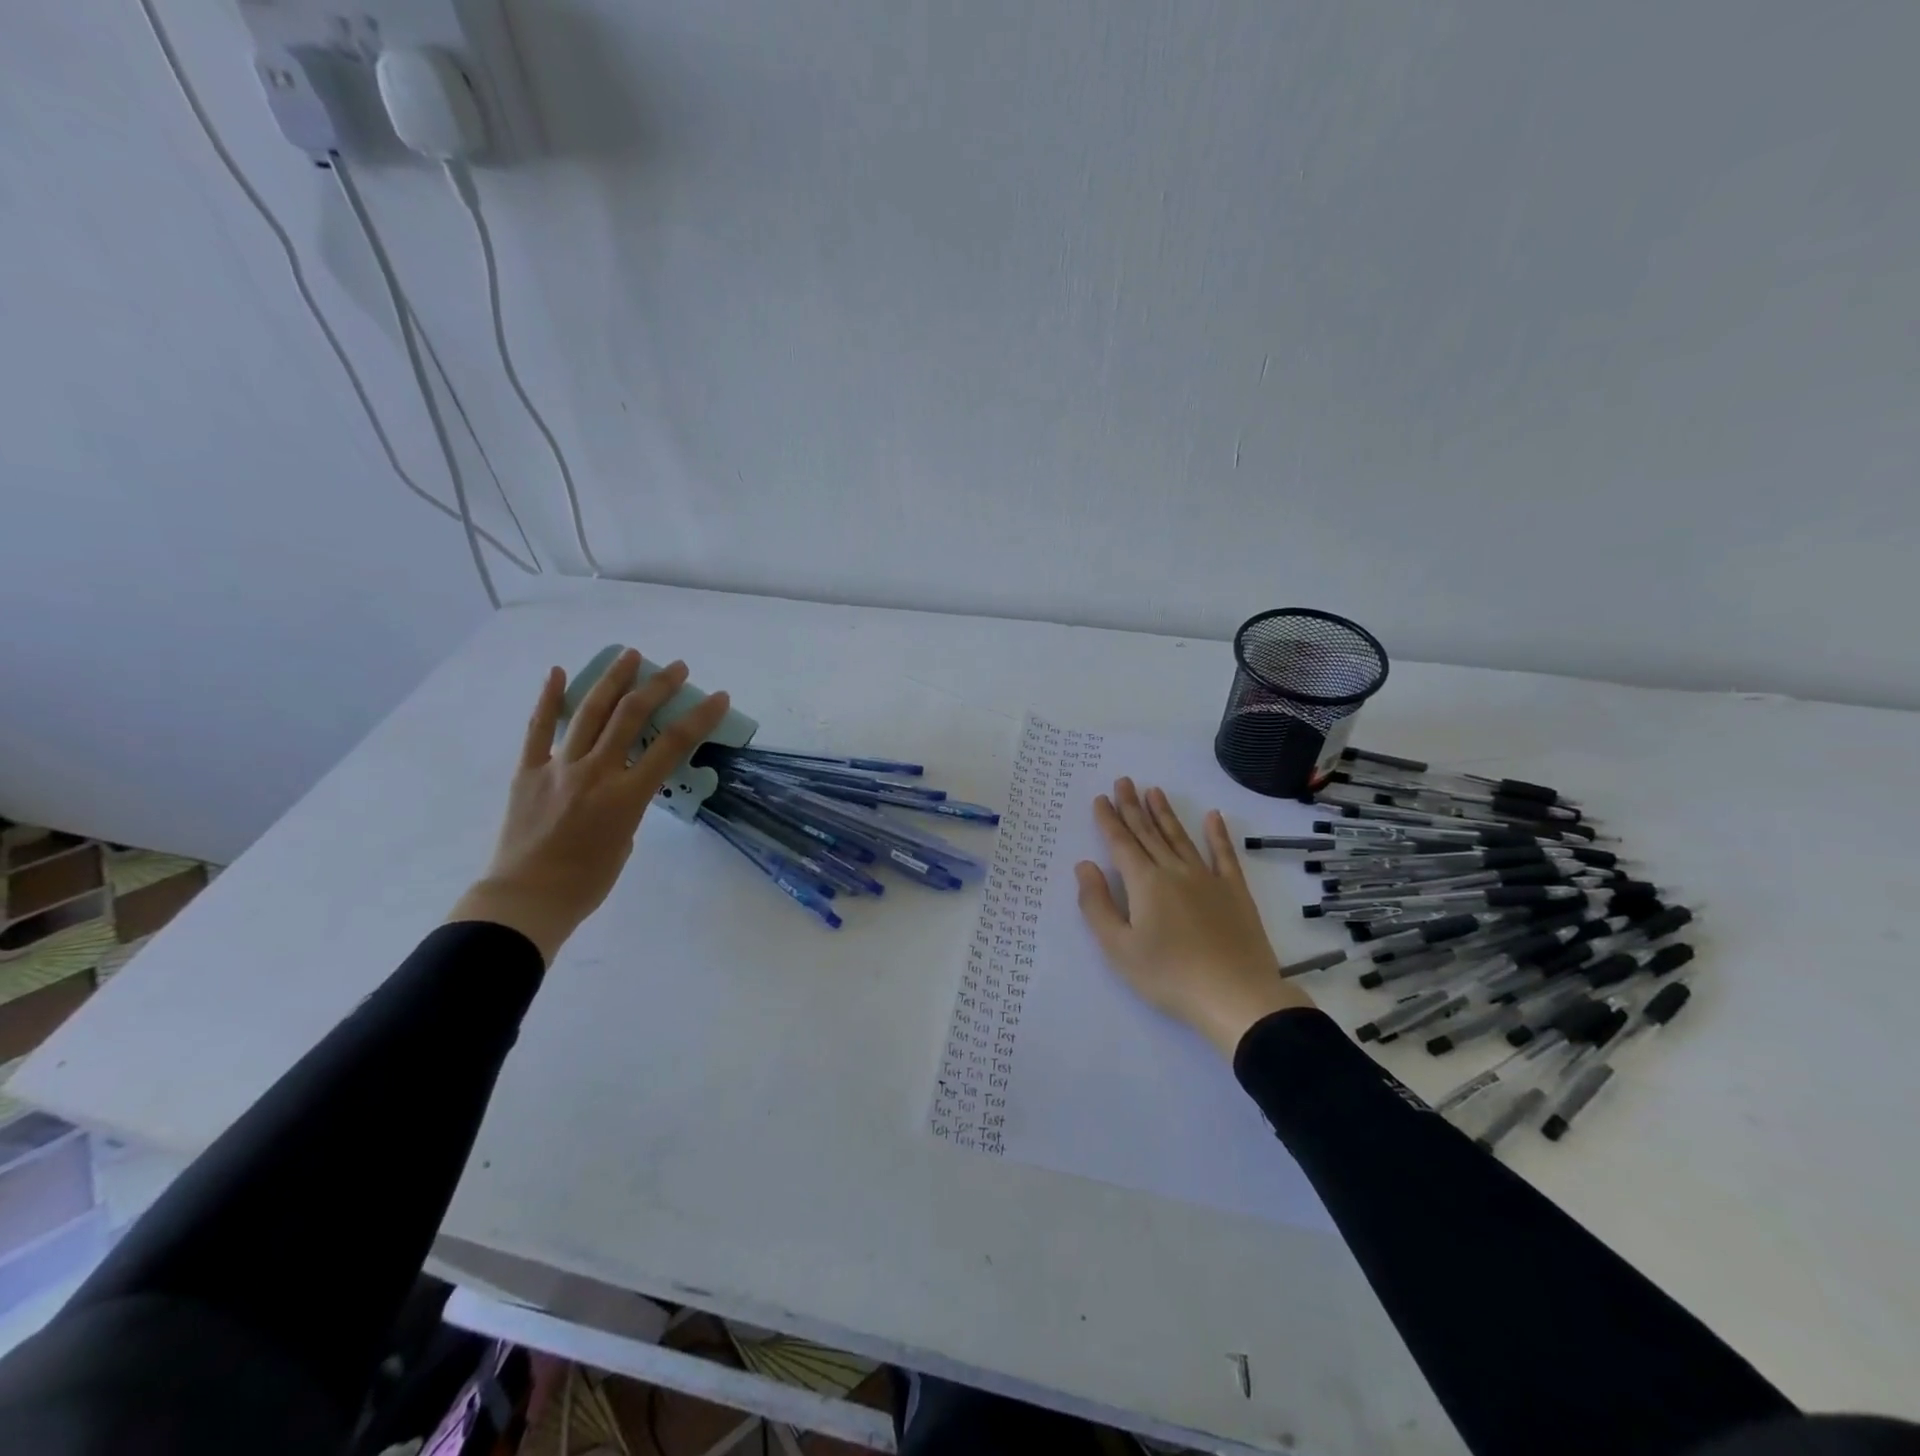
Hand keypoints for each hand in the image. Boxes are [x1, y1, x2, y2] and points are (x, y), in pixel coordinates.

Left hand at [449, 649, 731, 961]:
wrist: (526, 899)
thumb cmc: (587, 882)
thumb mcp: (626, 842)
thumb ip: (629, 806)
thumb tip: (620, 786)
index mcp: (627, 795)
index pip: (673, 745)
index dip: (700, 717)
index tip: (718, 697)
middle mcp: (596, 772)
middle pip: (631, 716)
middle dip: (658, 686)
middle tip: (676, 668)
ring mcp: (559, 767)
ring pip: (589, 712)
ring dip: (613, 680)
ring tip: (630, 656)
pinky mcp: (528, 771)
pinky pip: (537, 729)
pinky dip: (548, 698)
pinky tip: (559, 672)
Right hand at [1074, 777, 1313, 1057]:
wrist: (1237, 997)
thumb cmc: (1169, 976)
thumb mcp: (1119, 948)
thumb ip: (1097, 905)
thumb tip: (1085, 865)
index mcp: (1144, 883)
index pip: (1121, 843)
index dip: (1109, 820)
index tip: (1100, 798)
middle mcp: (1174, 871)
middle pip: (1149, 833)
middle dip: (1133, 807)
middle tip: (1123, 781)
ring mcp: (1208, 879)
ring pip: (1181, 838)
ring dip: (1166, 813)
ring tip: (1155, 790)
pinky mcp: (1235, 893)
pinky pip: (1224, 855)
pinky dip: (1218, 834)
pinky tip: (1213, 817)